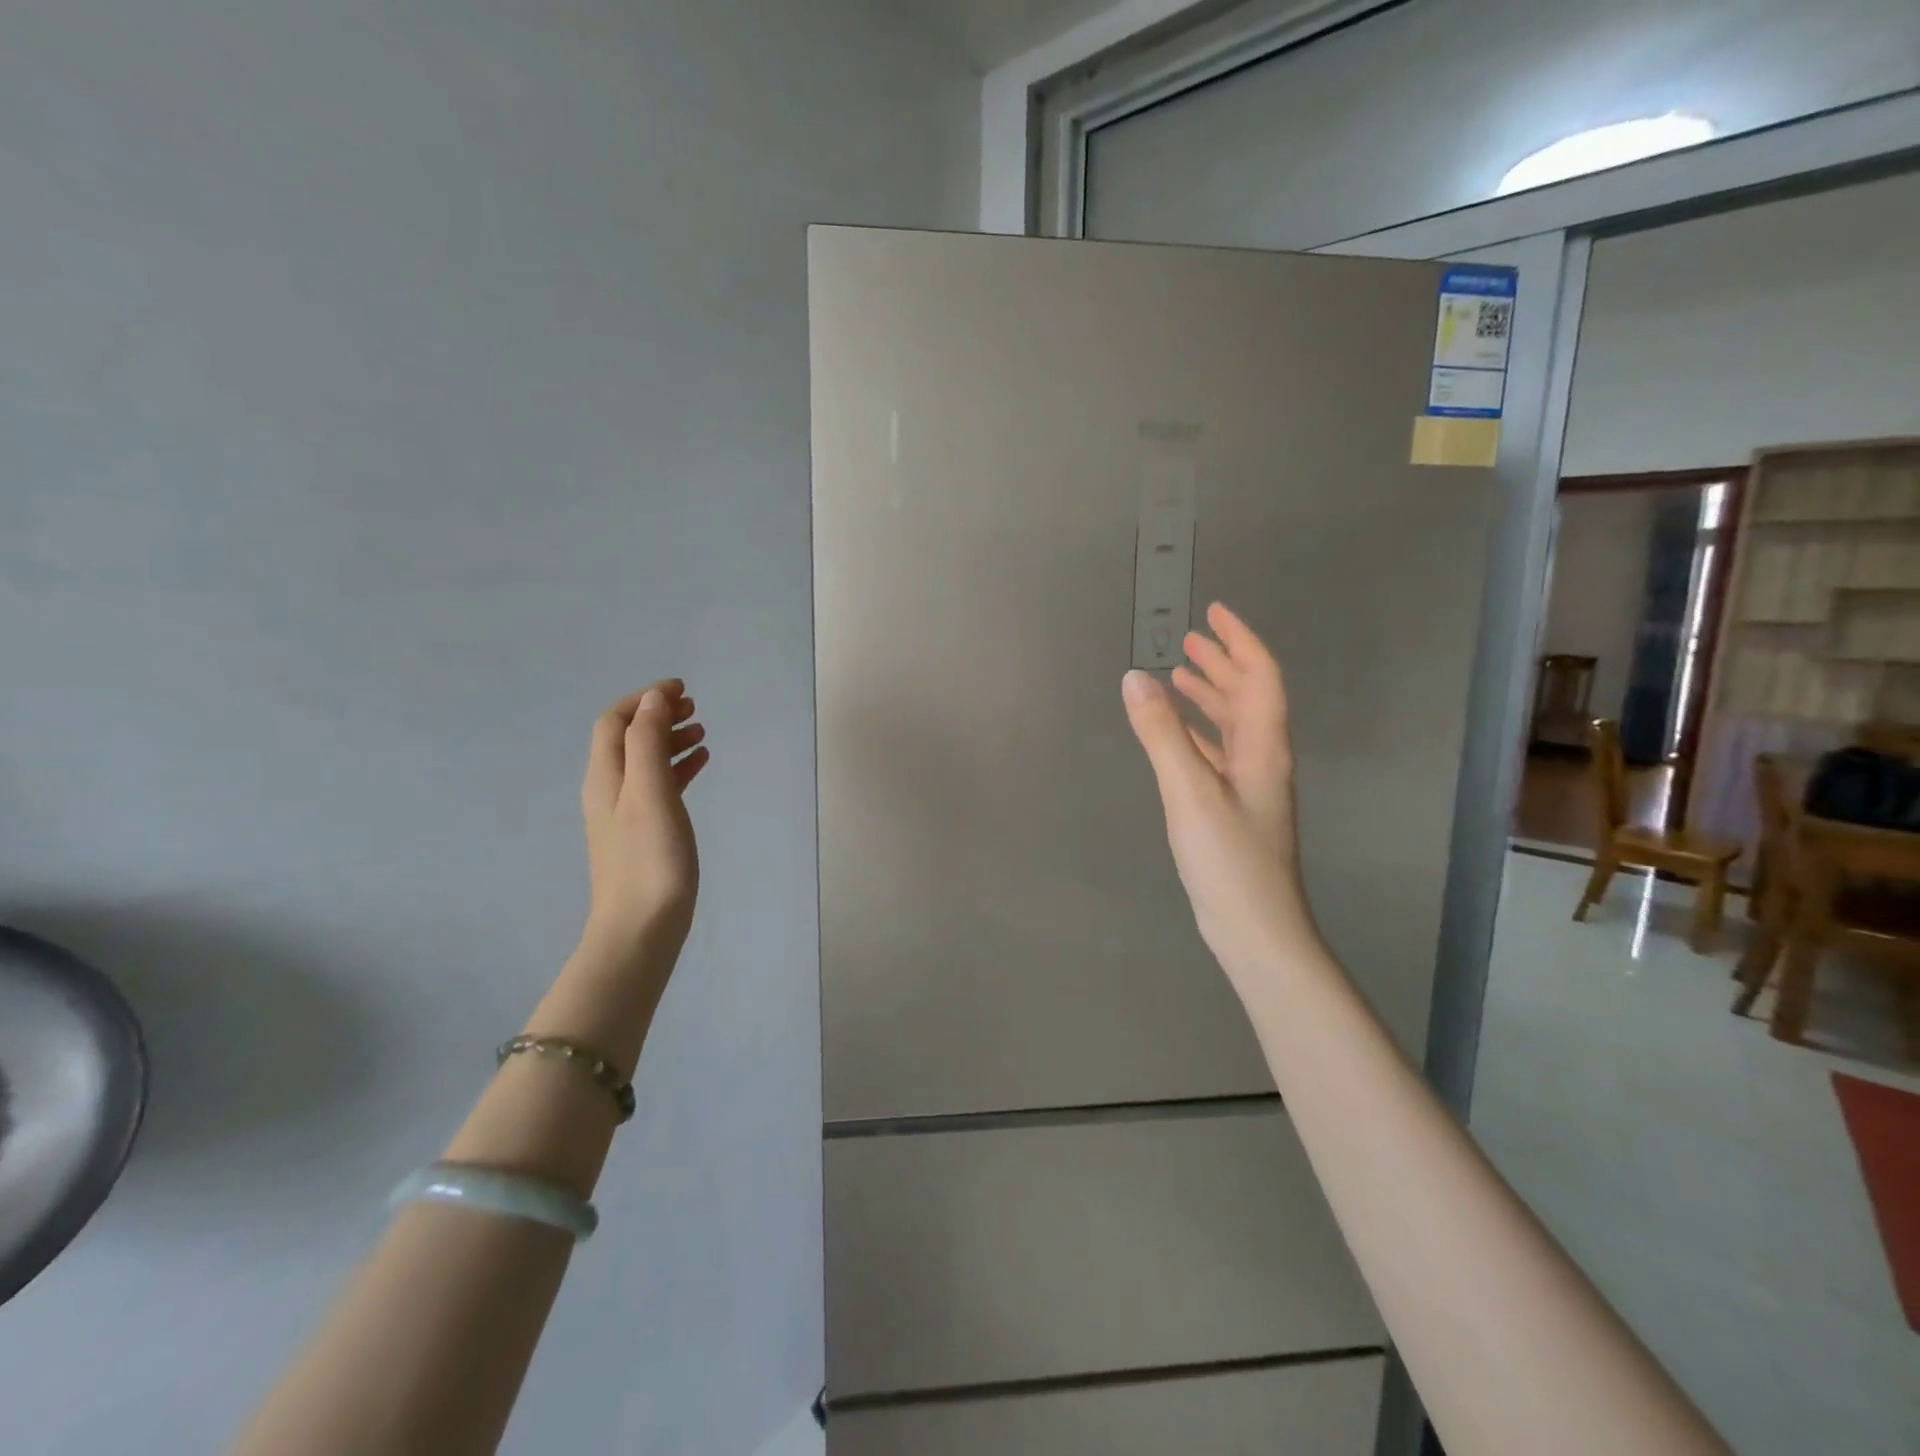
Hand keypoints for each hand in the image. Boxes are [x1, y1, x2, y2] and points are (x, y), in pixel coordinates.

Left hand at [579, 681, 708, 968]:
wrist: (641, 929)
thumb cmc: (650, 858)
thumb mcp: (649, 792)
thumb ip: (647, 741)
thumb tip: (653, 699)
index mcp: (605, 776)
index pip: (615, 720)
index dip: (645, 698)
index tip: (682, 689)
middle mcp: (609, 789)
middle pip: (628, 738)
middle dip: (658, 716)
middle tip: (695, 709)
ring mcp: (626, 813)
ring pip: (646, 762)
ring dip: (670, 740)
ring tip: (703, 733)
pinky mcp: (644, 833)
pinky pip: (659, 786)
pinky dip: (678, 768)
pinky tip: (701, 765)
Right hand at [1122, 603, 1317, 978]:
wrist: (1256, 930)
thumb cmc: (1229, 859)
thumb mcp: (1189, 791)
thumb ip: (1161, 734)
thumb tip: (1135, 677)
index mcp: (1262, 746)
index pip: (1260, 676)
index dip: (1239, 640)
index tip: (1214, 612)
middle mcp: (1262, 758)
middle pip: (1249, 696)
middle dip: (1222, 662)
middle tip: (1191, 638)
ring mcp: (1250, 786)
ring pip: (1233, 725)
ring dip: (1211, 695)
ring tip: (1180, 675)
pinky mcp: (1234, 809)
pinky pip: (1218, 753)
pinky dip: (1199, 732)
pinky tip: (1179, 735)